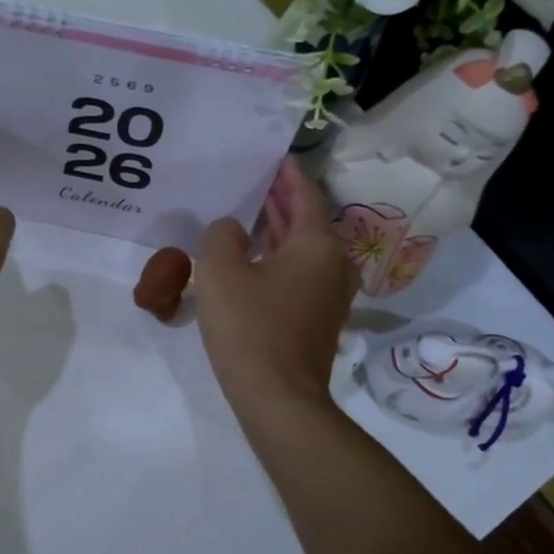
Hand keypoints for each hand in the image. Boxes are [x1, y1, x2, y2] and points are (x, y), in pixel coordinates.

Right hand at [196, 157, 357, 417]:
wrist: (279, 398)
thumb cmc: (250, 327)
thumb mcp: (220, 272)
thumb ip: (221, 237)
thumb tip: (232, 230)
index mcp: (317, 244)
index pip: (305, 195)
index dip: (289, 175)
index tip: (276, 156)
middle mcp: (334, 263)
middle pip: (308, 222)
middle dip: (283, 202)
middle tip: (257, 182)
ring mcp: (331, 294)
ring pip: (304, 250)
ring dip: (280, 232)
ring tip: (252, 215)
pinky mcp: (320, 319)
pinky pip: (302, 274)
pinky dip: (281, 259)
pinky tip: (256, 259)